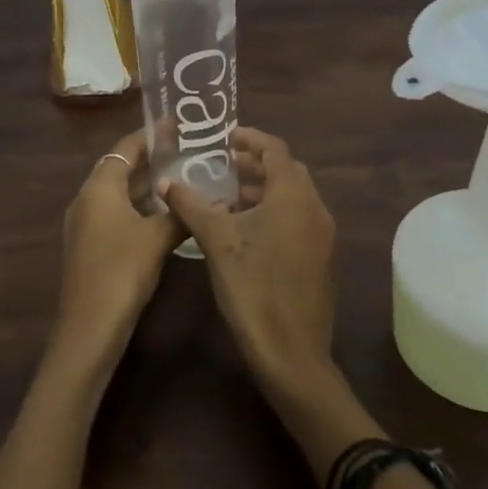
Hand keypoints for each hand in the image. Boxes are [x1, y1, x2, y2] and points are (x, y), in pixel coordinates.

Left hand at [50, 130, 182, 378]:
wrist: (89, 327)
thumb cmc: (122, 272)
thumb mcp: (157, 238)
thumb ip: (179, 213)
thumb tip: (199, 197)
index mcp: (98, 188)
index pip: (124, 149)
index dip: (149, 135)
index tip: (175, 124)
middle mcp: (87, 199)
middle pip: (118, 168)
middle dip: (149, 158)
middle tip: (183, 149)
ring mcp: (85, 224)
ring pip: (117, 193)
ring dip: (144, 184)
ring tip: (180, 176)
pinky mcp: (90, 246)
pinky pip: (116, 213)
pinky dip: (138, 206)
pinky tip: (163, 215)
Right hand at [159, 127, 337, 402]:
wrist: (290, 351)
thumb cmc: (252, 286)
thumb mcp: (216, 240)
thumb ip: (190, 205)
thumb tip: (165, 182)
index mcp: (293, 195)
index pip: (275, 149)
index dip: (250, 138)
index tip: (225, 137)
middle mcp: (315, 208)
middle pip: (288, 171)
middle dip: (257, 164)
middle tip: (224, 165)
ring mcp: (322, 235)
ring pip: (294, 197)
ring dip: (264, 189)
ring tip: (229, 197)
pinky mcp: (321, 258)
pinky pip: (298, 219)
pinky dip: (275, 212)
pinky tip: (246, 230)